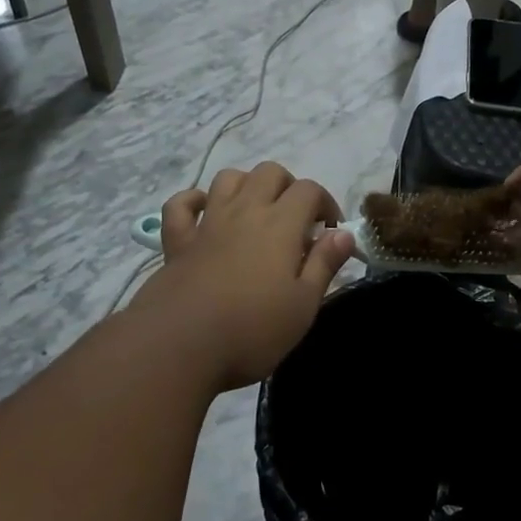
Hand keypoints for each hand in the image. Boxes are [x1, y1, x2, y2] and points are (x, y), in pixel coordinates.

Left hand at [132, 163, 353, 389]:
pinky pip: (181, 205)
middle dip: (289, 187)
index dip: (326, 203)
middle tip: (297, 221)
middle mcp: (244, 212)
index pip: (309, 190)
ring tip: (257, 213)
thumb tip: (343, 234)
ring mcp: (207, 223)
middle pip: (269, 173)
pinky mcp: (176, 242)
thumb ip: (324, 264)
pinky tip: (205, 214)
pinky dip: (194, 201)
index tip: (331, 232)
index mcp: (280, 225)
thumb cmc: (252, 331)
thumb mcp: (303, 306)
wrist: (179, 347)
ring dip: (247, 185)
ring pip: (228, 179)